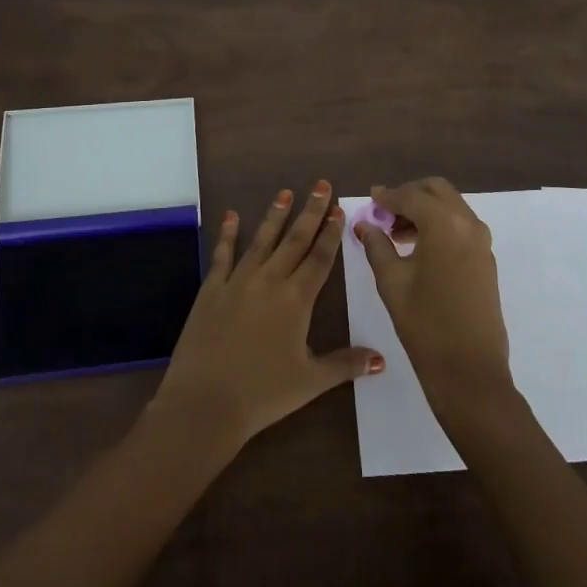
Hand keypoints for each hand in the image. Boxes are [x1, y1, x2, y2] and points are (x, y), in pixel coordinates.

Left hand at [152, 181, 383, 453]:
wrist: (205, 401)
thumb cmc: (263, 393)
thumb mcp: (310, 381)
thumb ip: (345, 364)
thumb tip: (381, 359)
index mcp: (297, 299)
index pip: (320, 258)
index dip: (331, 233)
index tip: (339, 210)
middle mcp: (270, 280)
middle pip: (294, 240)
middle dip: (310, 212)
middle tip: (321, 185)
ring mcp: (238, 281)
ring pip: (262, 240)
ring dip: (275, 216)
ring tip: (285, 193)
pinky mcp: (212, 289)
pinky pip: (223, 255)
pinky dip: (228, 234)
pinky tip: (231, 216)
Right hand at [356, 178, 513, 416]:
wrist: (470, 371)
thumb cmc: (425, 325)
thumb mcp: (392, 282)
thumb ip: (377, 246)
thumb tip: (364, 224)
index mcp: (444, 224)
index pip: (411, 196)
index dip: (387, 197)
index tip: (370, 200)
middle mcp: (468, 223)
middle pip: (436, 190)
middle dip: (409, 195)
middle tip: (384, 214)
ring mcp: (482, 241)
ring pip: (451, 206)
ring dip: (425, 209)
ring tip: (397, 235)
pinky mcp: (486, 259)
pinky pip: (461, 225)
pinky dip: (440, 224)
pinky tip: (419, 249)